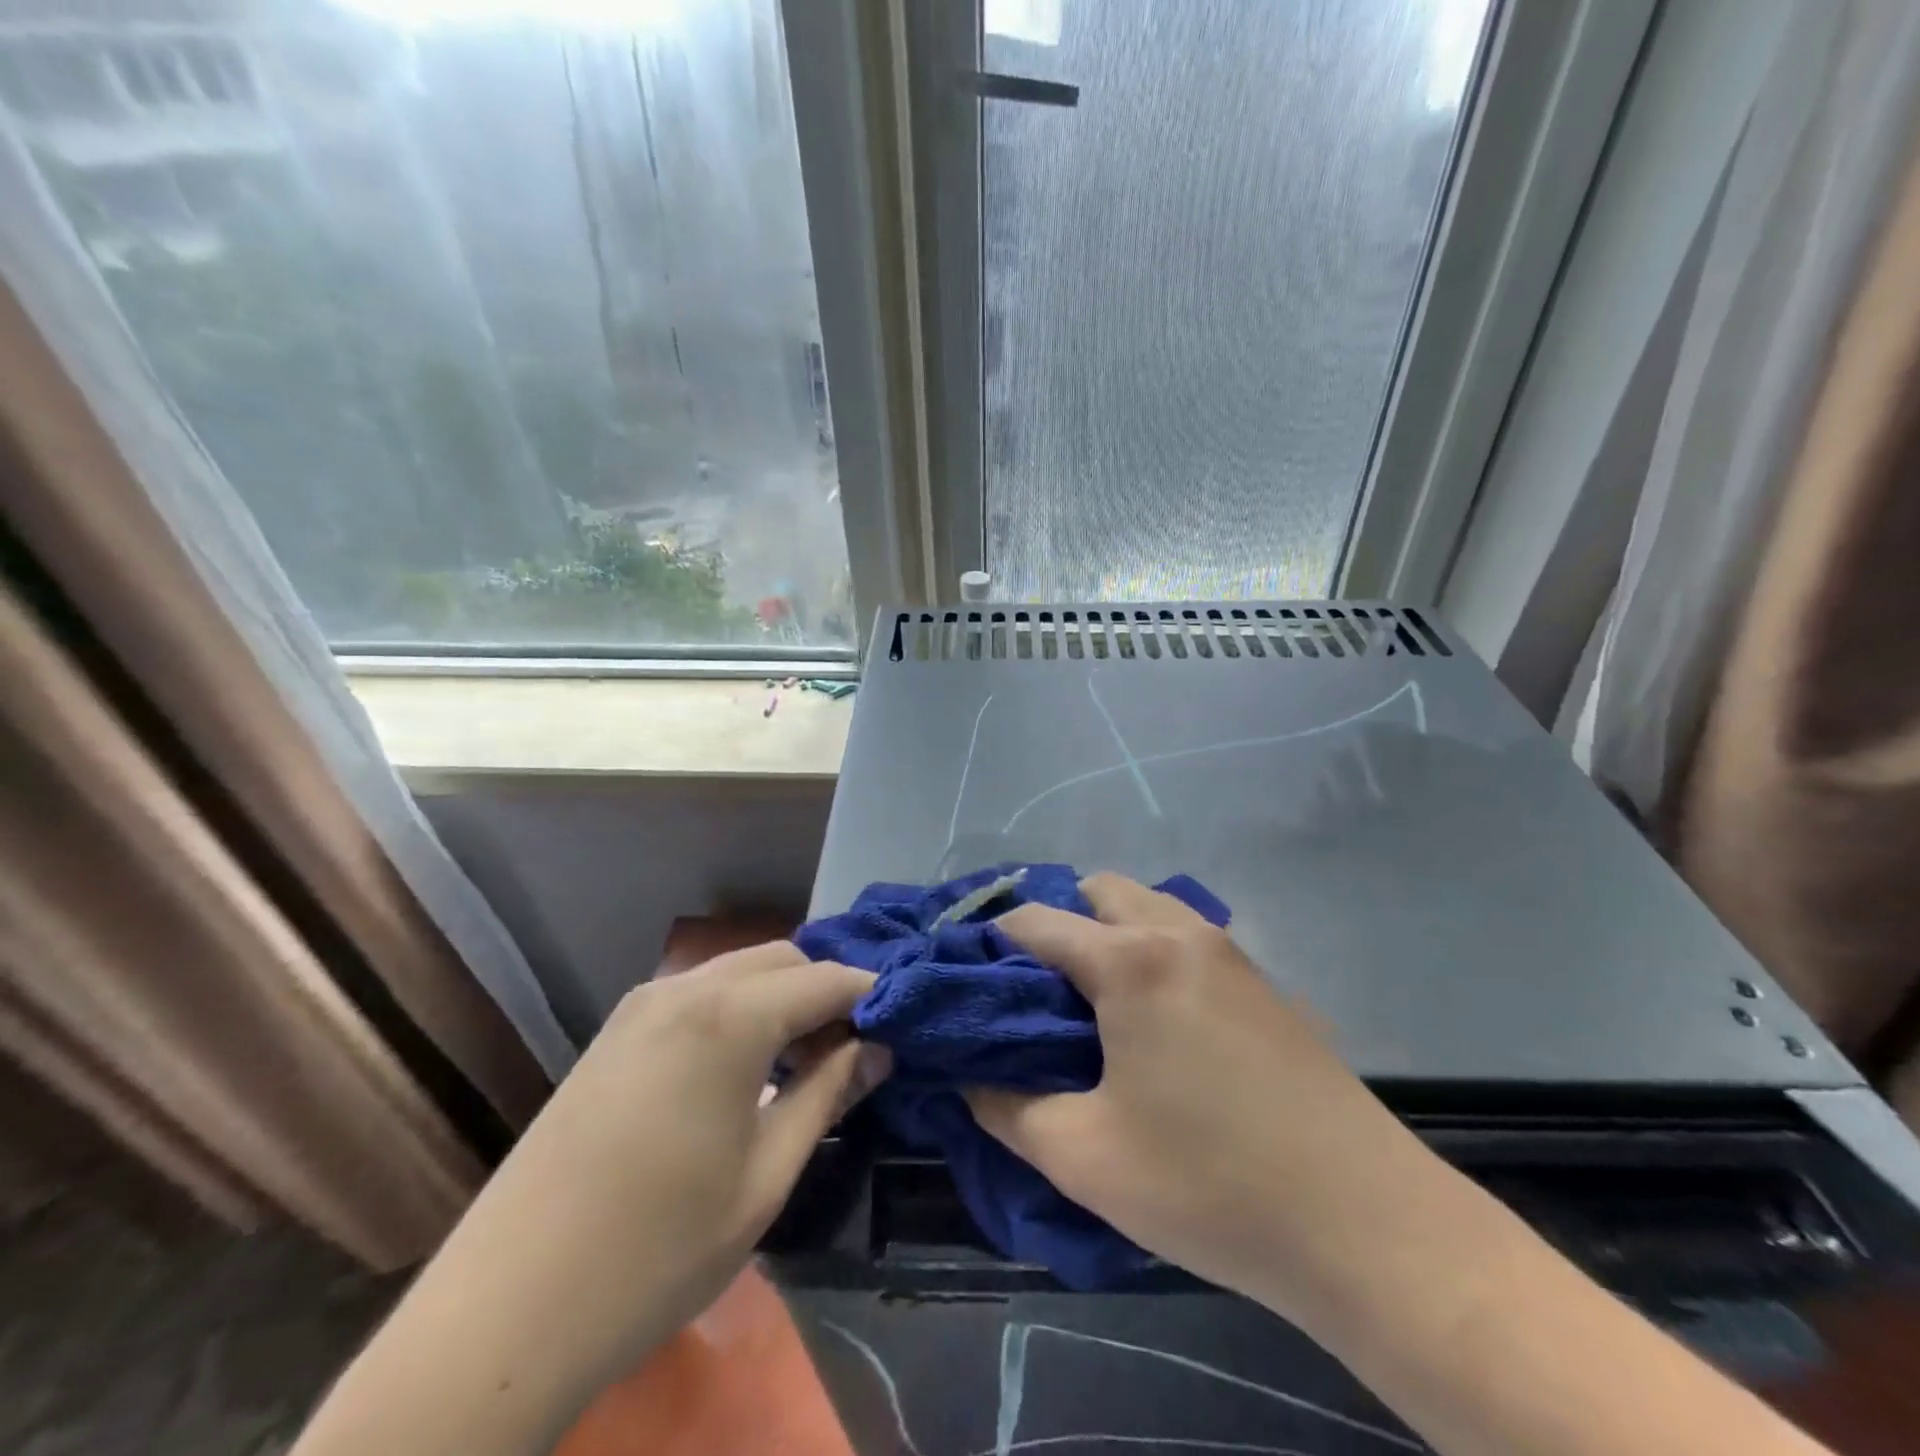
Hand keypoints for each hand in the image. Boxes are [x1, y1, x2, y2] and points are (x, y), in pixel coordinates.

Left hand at [533, 942, 887, 1335]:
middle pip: (782, 960)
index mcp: (730, 1015)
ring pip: (739, 971)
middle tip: (854, 1047)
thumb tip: (878, 1050)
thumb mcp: (765, 1177)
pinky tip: (745, 1063)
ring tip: (806, 1057)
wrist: (504, 1312)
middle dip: (826, 989)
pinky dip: (739, 1008)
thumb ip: (828, 1096)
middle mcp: (686, 988)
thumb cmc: (657, 1250)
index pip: (826, 979)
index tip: (902, 1024)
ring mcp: (642, 1004)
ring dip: (782, 997)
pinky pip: (699, 994)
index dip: (871, 995)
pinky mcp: (616, 1030)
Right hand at [965, 874, 1439, 1327]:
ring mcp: (1229, 952)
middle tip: (1033, 992)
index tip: (966, 978)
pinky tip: (1152, 1020)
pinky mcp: (1262, 981)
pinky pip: (1185, 936)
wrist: (1366, 1224)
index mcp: (1129, 961)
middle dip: (1055, 924)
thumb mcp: (1082, 1157)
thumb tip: (970, 1078)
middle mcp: (1178, 933)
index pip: (1036, 921)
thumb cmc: (1209, 1184)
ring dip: (1107, 932)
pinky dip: (1150, 949)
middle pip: (1096, 891)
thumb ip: (1007, 1108)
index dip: (990, 942)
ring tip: (1089, 1003)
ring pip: (1147, 906)